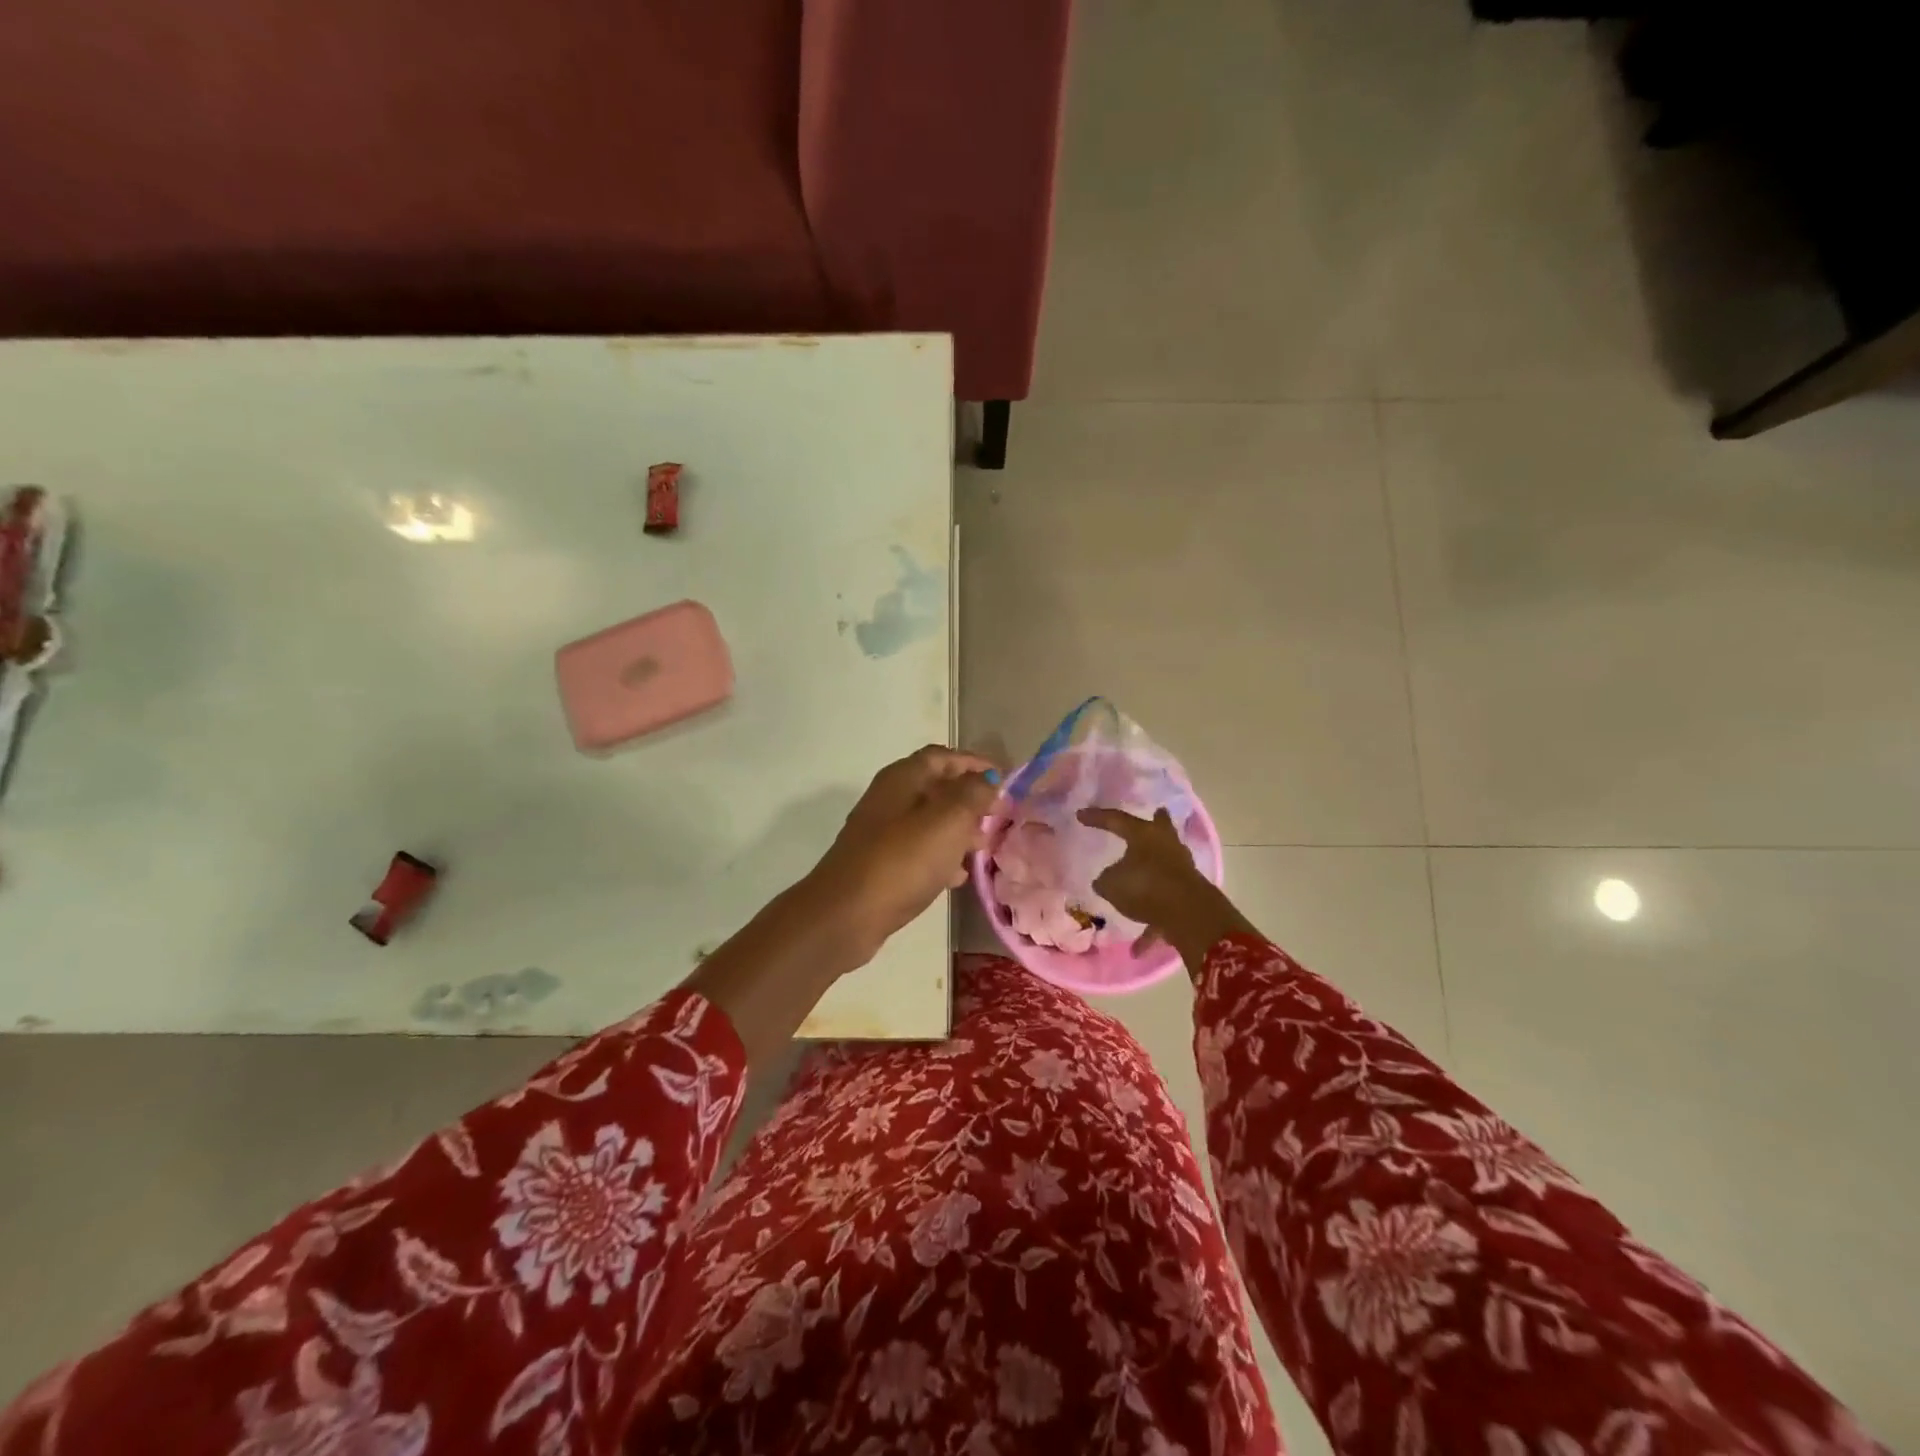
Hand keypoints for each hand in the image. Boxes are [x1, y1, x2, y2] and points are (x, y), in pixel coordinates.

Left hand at [806, 746, 1000, 964]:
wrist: (847, 914)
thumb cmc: (902, 860)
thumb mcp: (948, 821)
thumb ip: (973, 794)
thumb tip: (989, 778)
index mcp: (902, 778)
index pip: (943, 757)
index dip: (975, 763)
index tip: (1005, 779)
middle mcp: (889, 799)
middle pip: (936, 787)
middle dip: (969, 798)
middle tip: (999, 815)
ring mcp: (882, 833)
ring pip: (929, 821)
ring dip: (958, 829)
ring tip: (984, 846)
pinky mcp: (880, 864)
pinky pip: (918, 850)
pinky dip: (942, 856)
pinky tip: (959, 876)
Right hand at [1077, 807, 1253, 970]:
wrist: (1189, 915)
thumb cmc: (1145, 887)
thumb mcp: (1111, 884)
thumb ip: (1106, 880)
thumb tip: (1108, 880)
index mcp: (1144, 835)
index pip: (1116, 820)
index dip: (1097, 818)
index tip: (1080, 815)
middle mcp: (1166, 846)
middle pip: (1161, 828)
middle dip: (1157, 822)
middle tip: (1155, 813)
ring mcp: (1182, 869)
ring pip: (1165, 864)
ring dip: (1152, 872)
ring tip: (1136, 884)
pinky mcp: (1190, 895)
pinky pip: (1166, 906)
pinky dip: (1153, 922)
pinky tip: (1139, 948)